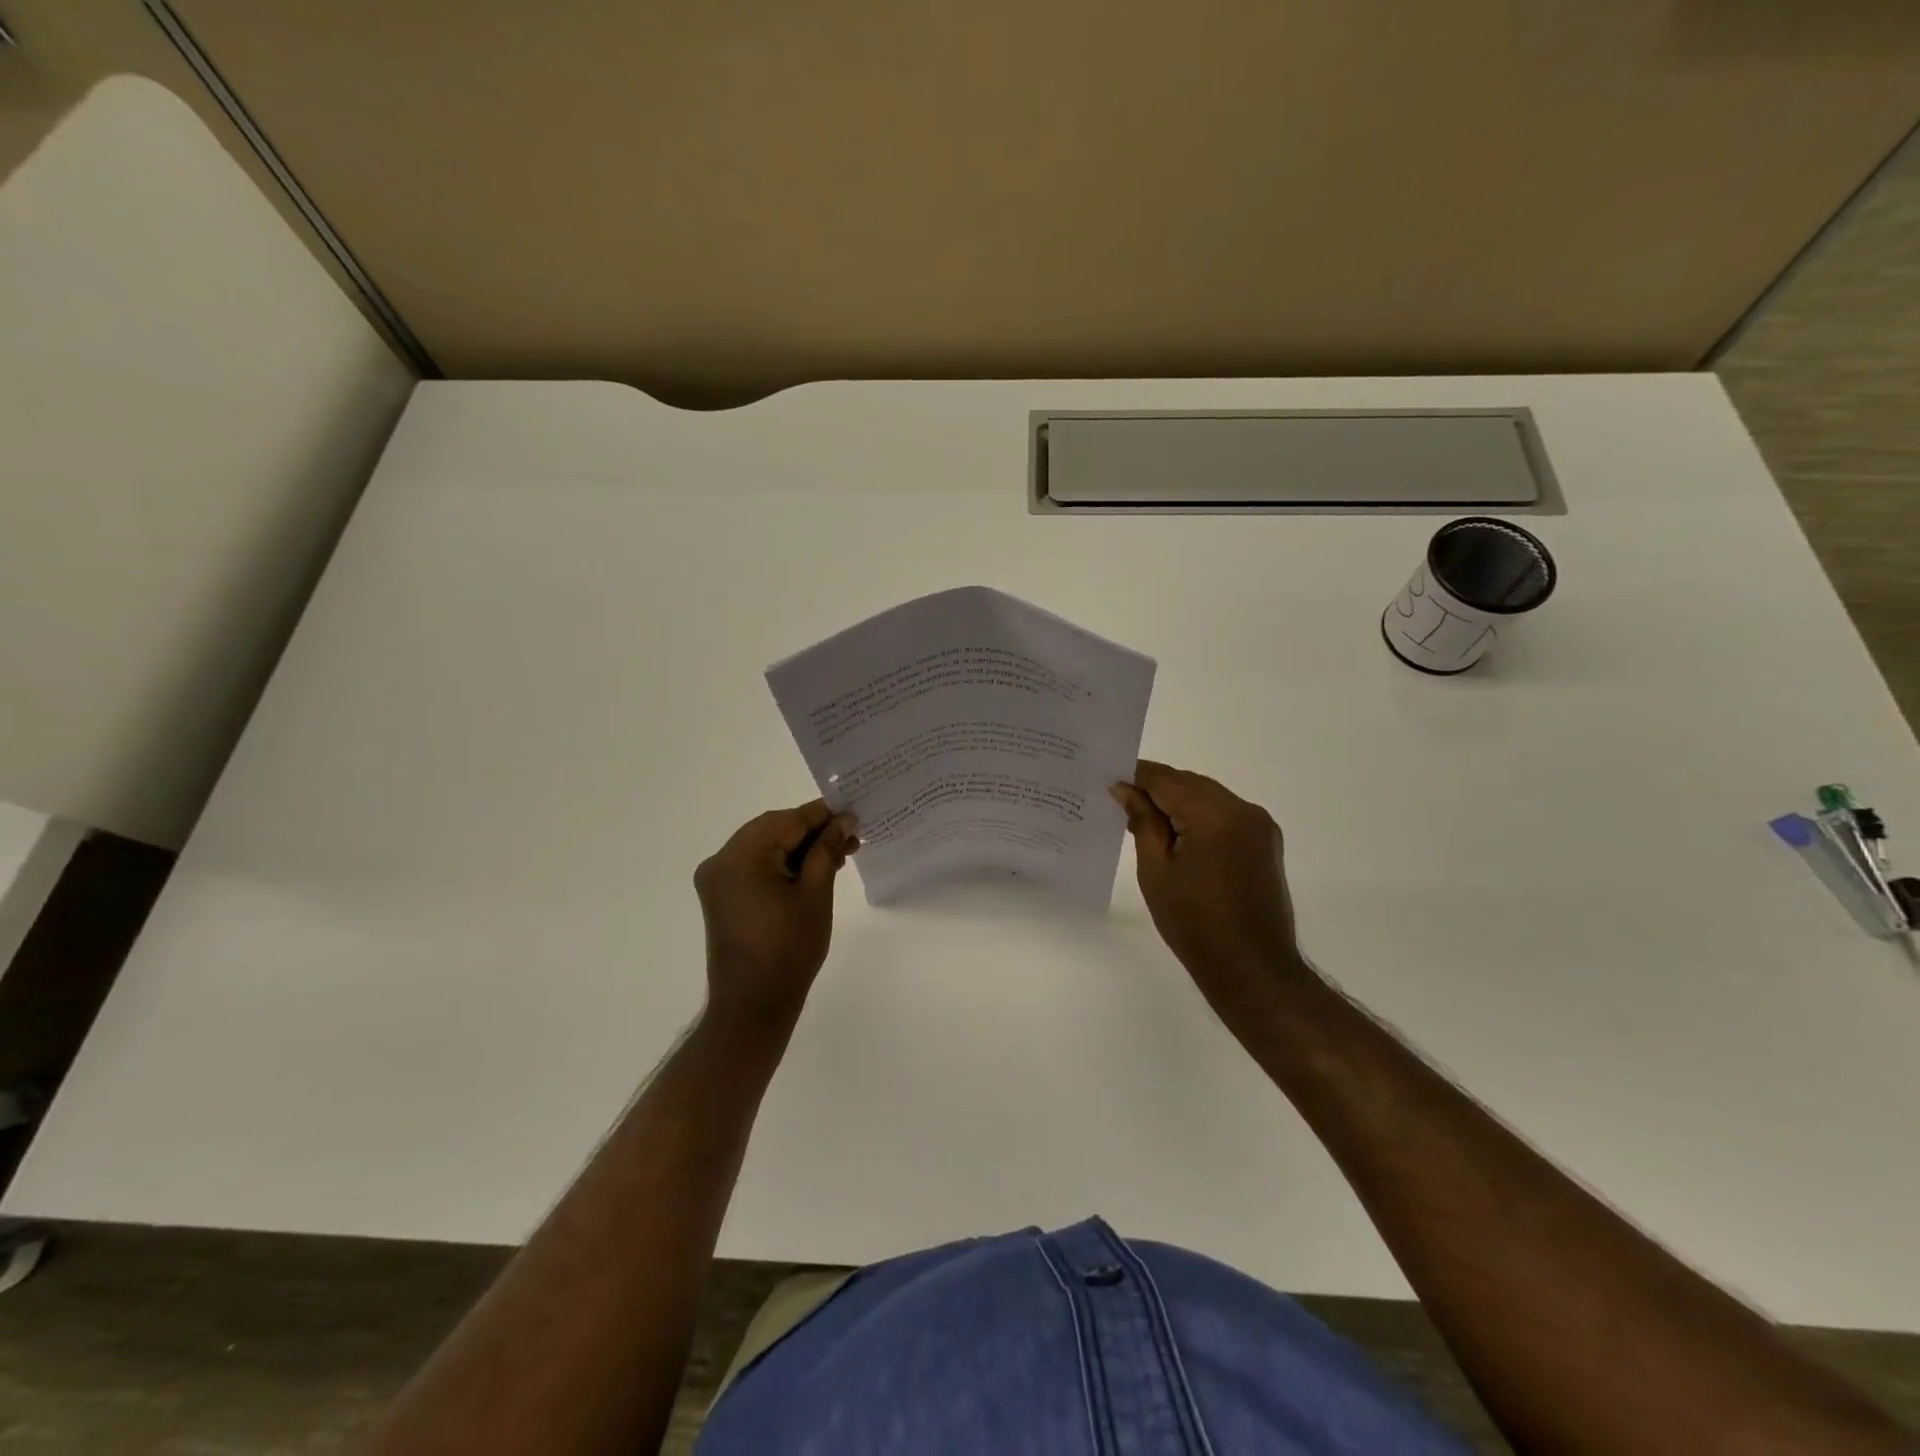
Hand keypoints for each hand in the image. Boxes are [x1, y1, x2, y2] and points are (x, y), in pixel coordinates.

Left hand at [693, 800, 856, 1031]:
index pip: (788, 820)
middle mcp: (721, 860)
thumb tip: (844, 819)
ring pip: (766, 846)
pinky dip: (784, 863)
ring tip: (840, 853)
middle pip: (774, 829)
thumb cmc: (790, 949)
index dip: (823, 814)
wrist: (754, 1004)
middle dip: (813, 830)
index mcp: (740, 856)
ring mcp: (718, 878)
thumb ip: (827, 848)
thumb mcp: (816, 893)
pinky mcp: (723, 895)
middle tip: (851, 836)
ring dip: (801, 848)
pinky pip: (757, 865)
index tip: (854, 811)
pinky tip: (815, 868)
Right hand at [1111, 761, 1307, 1022]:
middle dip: (1157, 788)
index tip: (1109, 779)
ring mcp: (1260, 826)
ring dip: (1178, 801)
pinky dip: (1199, 815)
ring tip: (1145, 820)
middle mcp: (1243, 810)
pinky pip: (1225, 814)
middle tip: (1122, 802)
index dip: (1137, 776)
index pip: (1168, 780)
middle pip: (1190, 783)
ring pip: (1209, 796)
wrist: (1252, 969)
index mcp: (1215, 816)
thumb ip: (1142, 823)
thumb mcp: (1156, 872)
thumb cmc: (1194, 924)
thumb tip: (1125, 789)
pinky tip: (1177, 834)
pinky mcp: (1265, 842)